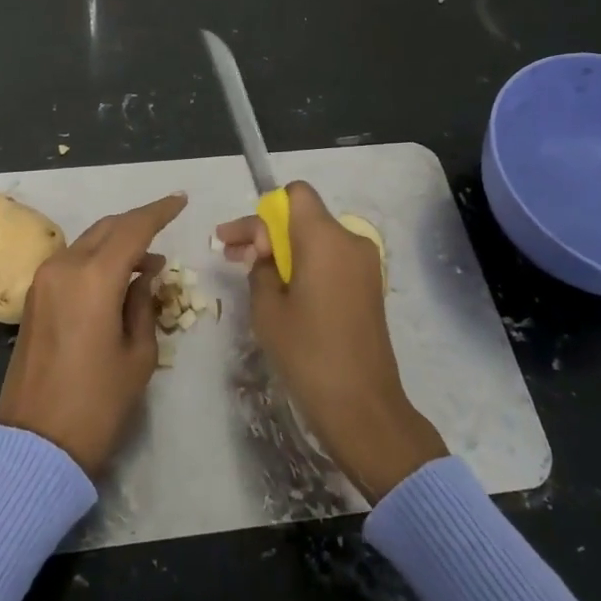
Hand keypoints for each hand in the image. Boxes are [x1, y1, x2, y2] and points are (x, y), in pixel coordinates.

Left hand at [0, 192, 186, 477]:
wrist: (36, 444)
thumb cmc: (97, 404)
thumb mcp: (138, 356)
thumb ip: (144, 305)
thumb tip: (145, 276)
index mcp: (93, 278)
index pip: (133, 229)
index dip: (159, 212)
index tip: (181, 200)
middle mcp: (64, 268)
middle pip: (107, 229)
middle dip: (138, 224)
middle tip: (167, 226)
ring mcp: (43, 281)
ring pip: (88, 243)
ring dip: (117, 243)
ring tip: (149, 262)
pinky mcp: (34, 298)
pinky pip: (72, 263)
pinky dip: (98, 260)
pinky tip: (119, 278)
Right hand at [215, 182, 446, 500]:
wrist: (362, 406)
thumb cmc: (308, 353)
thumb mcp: (268, 309)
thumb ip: (260, 267)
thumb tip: (264, 251)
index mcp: (325, 238)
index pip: (295, 195)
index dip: (265, 211)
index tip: (242, 241)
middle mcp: (351, 240)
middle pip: (303, 216)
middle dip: (266, 231)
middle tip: (230, 254)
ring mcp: (366, 264)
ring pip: (317, 238)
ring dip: (284, 249)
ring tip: (251, 274)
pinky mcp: (370, 286)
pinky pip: (332, 259)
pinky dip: (306, 264)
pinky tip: (283, 290)